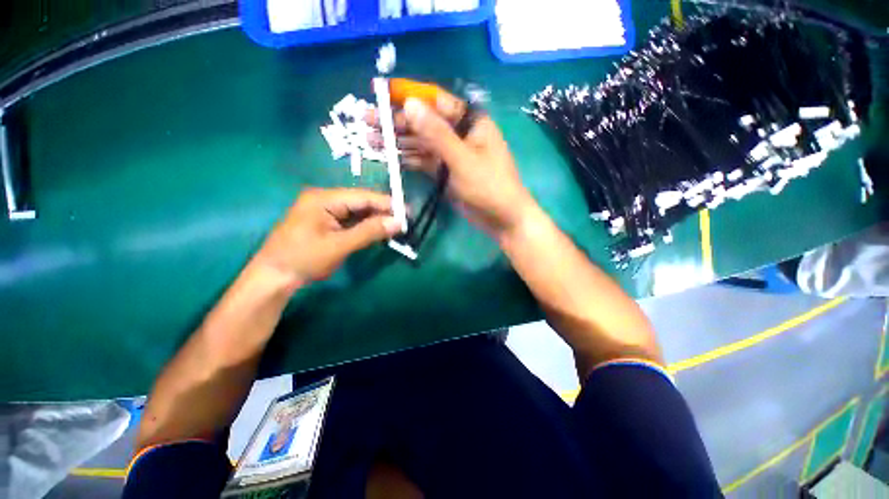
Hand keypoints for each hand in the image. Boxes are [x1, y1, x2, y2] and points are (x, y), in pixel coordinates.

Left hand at [252, 188, 400, 289]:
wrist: (274, 277)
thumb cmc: (304, 259)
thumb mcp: (340, 245)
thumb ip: (370, 232)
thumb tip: (398, 222)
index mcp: (323, 198)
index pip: (363, 196)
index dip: (386, 204)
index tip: (407, 212)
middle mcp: (324, 198)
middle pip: (360, 202)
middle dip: (382, 212)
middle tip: (403, 222)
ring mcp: (323, 209)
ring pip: (357, 211)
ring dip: (375, 219)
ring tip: (394, 227)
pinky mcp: (324, 221)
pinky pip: (350, 219)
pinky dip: (364, 225)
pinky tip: (377, 231)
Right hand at [370, 87, 536, 238]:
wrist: (502, 219)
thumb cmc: (490, 186)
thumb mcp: (463, 159)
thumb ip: (437, 134)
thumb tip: (410, 103)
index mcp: (470, 122)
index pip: (436, 102)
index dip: (409, 96)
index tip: (381, 94)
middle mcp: (459, 134)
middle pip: (424, 123)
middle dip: (397, 122)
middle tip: (367, 121)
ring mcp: (451, 155)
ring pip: (421, 143)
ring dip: (398, 141)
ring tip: (371, 139)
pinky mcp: (445, 173)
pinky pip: (424, 161)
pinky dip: (408, 159)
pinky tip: (389, 156)